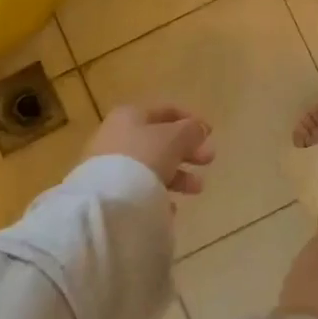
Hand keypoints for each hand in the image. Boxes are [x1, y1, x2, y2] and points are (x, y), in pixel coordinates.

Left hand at [86, 104, 214, 195]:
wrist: (107, 202)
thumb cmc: (144, 157)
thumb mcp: (175, 138)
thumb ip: (191, 130)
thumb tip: (199, 130)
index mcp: (130, 115)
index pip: (166, 111)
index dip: (191, 120)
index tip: (211, 134)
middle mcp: (116, 136)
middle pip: (159, 141)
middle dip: (187, 151)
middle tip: (209, 161)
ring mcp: (109, 166)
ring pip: (151, 167)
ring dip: (178, 175)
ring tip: (197, 189)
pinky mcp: (106, 193)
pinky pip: (138, 190)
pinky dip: (156, 195)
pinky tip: (170, 207)